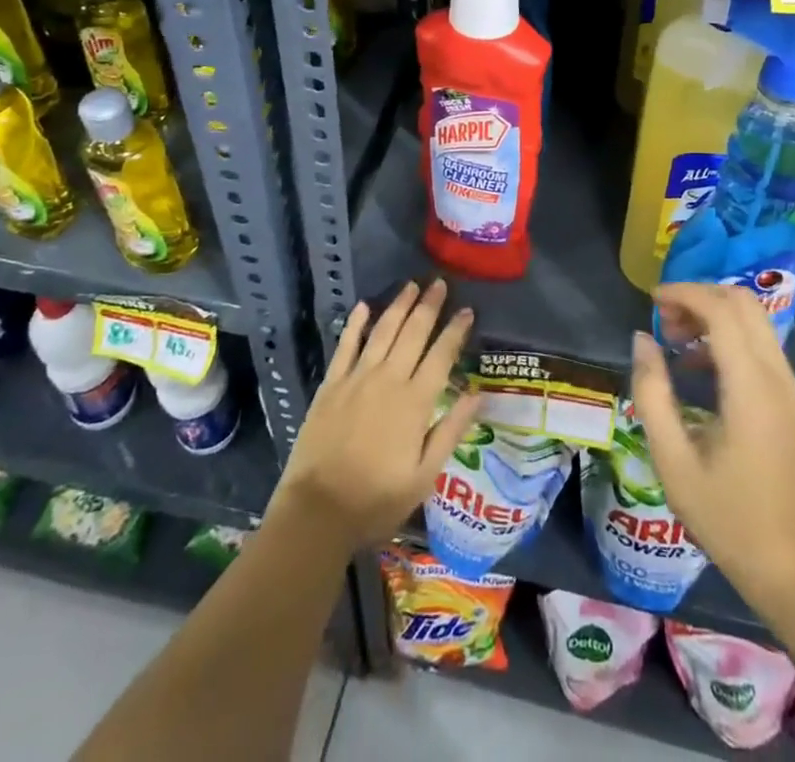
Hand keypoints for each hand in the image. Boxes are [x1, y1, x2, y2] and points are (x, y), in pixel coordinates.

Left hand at [273, 280, 480, 550]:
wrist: (317, 511)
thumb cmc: (377, 500)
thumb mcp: (425, 475)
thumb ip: (451, 430)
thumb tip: (477, 394)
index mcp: (416, 402)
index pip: (442, 355)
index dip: (456, 331)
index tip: (467, 310)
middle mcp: (389, 379)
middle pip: (413, 333)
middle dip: (429, 306)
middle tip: (439, 282)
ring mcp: (357, 378)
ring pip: (383, 331)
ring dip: (398, 305)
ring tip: (411, 285)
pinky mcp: (331, 384)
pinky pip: (346, 345)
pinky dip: (355, 323)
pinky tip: (363, 306)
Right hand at [630, 283, 794, 615]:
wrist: (789, 567)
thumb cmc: (725, 517)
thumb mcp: (672, 459)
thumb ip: (652, 392)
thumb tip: (643, 339)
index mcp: (751, 389)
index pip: (723, 310)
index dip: (685, 294)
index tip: (652, 301)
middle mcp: (779, 377)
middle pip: (744, 303)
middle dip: (700, 297)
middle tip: (664, 320)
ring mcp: (790, 388)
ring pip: (755, 320)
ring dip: (714, 315)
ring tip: (676, 342)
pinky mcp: (792, 400)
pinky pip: (760, 345)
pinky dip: (728, 336)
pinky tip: (699, 366)